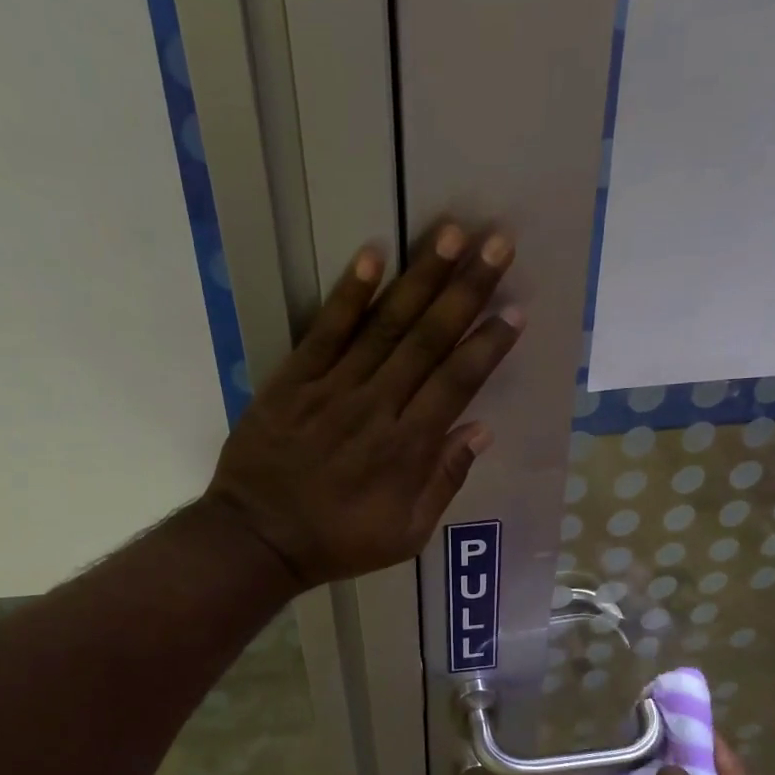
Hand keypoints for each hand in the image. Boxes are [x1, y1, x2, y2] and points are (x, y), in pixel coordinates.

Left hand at [205, 224, 522, 588]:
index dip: (488, 345)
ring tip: (452, 234)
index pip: (457, 382)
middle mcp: (378, 406)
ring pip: (386, 325)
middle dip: (467, 290)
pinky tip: (374, 255)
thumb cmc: (338, 541)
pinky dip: (351, 293)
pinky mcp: (295, 379)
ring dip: (421, 277)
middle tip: (498, 245)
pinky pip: (326, 330)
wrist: (258, 539)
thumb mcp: (406, 534)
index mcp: (408, 447)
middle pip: (429, 340)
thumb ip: (444, 482)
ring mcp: (334, 388)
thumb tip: (480, 431)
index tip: (515, 310)